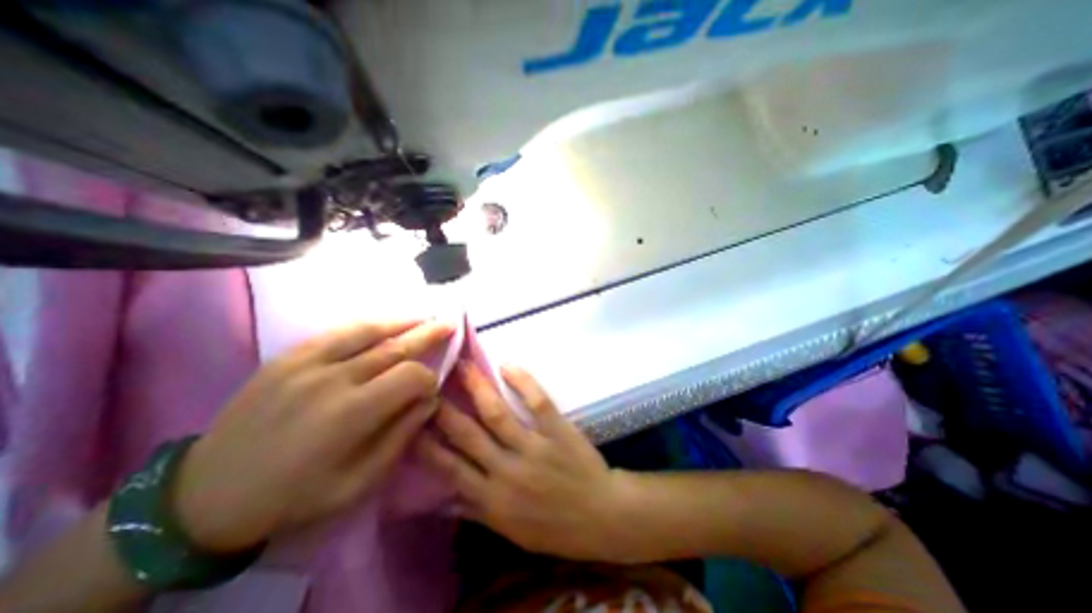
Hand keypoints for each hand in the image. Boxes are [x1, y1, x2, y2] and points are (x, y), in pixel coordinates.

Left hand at [171, 321, 452, 550]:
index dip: (430, 379)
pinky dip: (368, 325)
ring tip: (424, 316)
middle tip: (450, 323)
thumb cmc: (294, 495)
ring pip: (368, 331)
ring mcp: (307, 363)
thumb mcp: (359, 481)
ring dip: (401, 322)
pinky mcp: (289, 357)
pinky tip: (384, 323)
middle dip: (428, 334)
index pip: (410, 377)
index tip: (432, 389)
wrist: (206, 495)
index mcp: (351, 414)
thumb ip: (401, 435)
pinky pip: (338, 332)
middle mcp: (333, 379)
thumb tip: (429, 400)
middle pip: (394, 347)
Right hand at [420, 361, 632, 561]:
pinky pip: (538, 402)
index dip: (429, 444)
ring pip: (497, 413)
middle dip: (446, 408)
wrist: (600, 517)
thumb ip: (478, 511)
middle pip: (468, 434)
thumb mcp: (510, 530)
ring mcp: (533, 447)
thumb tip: (445, 496)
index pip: (450, 469)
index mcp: (492, 497)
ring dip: (478, 388)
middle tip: (430, 384)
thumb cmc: (554, 527)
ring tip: (464, 366)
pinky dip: (523, 382)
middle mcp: (506, 470)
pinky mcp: (557, 431)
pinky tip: (508, 366)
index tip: (414, 422)